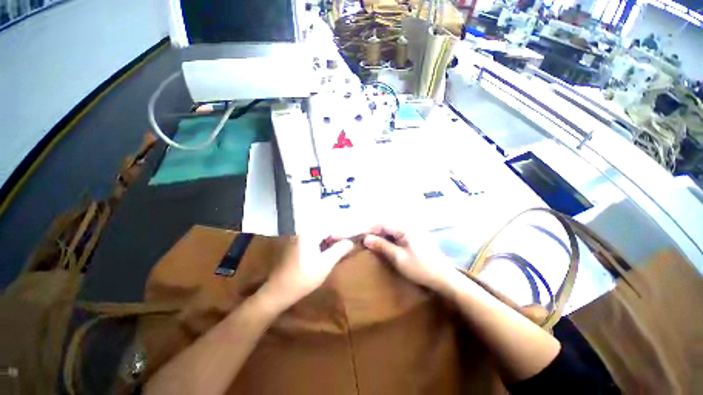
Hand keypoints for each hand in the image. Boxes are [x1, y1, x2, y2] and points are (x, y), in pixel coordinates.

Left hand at [257, 236, 353, 311]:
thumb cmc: (303, 278)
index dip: (341, 235)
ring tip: (337, 251)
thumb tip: (351, 242)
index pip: (330, 227)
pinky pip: (311, 240)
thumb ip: (339, 250)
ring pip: (318, 235)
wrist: (278, 292)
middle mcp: (300, 231)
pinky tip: (324, 254)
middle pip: (323, 230)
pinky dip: (320, 245)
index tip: (349, 243)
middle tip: (345, 248)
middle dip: (335, 238)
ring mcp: (296, 237)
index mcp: (308, 233)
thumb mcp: (325, 264)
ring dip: (328, 242)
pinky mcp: (294, 244)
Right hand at [363, 225, 457, 292]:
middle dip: (376, 233)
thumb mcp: (399, 258)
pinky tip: (387, 246)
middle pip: (388, 225)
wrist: (444, 278)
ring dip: (383, 236)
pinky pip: (399, 235)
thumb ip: (382, 246)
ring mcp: (414, 231)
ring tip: (374, 245)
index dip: (371, 230)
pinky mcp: (416, 238)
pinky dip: (391, 239)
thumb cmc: (421, 268)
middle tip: (366, 243)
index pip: (383, 224)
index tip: (361, 238)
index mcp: (405, 228)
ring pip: (393, 230)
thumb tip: (366, 238)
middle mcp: (409, 226)